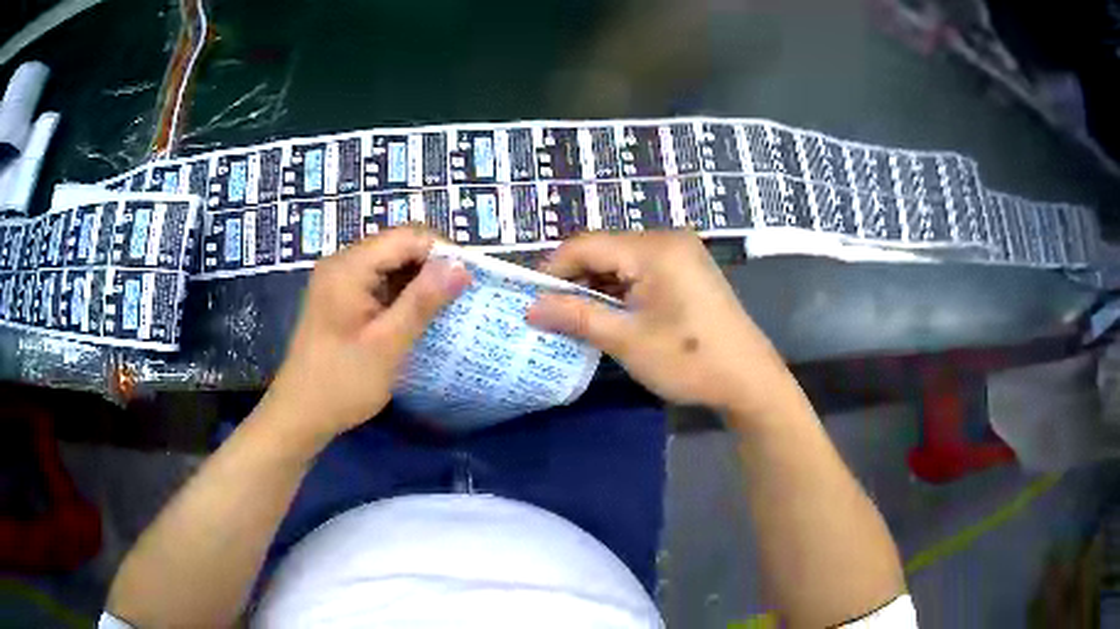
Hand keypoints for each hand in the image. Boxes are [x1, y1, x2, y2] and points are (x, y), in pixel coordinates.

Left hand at [261, 228, 471, 446]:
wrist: (299, 415)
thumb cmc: (341, 383)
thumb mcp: (388, 344)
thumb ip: (423, 301)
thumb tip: (461, 266)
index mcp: (349, 266)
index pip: (407, 237)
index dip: (443, 252)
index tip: (470, 279)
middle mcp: (342, 264)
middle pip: (398, 247)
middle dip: (433, 267)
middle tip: (462, 297)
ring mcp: (339, 281)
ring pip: (390, 266)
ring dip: (419, 283)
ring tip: (446, 309)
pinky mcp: (340, 299)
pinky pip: (378, 284)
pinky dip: (401, 296)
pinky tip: (417, 318)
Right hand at [526, 232, 793, 416]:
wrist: (749, 380)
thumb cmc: (688, 360)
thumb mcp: (627, 340)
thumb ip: (576, 317)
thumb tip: (530, 308)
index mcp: (653, 248)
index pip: (586, 245)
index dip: (553, 269)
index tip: (531, 300)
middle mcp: (667, 239)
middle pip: (604, 250)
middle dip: (575, 280)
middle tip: (550, 313)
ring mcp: (681, 253)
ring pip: (621, 261)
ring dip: (596, 287)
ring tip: (576, 318)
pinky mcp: (688, 270)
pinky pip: (642, 271)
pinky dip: (620, 290)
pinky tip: (610, 314)